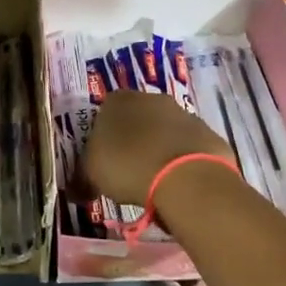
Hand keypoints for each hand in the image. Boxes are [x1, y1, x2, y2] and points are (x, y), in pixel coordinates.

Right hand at [80, 88, 231, 206]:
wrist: (186, 177)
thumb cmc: (128, 167)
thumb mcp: (92, 174)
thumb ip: (84, 174)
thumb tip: (78, 187)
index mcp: (116, 101)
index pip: (103, 113)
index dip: (103, 138)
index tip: (104, 161)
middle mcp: (150, 98)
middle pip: (136, 119)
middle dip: (133, 140)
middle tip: (128, 170)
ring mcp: (182, 113)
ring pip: (164, 130)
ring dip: (159, 148)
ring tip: (155, 180)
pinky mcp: (206, 132)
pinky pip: (187, 146)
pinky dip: (182, 159)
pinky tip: (179, 182)